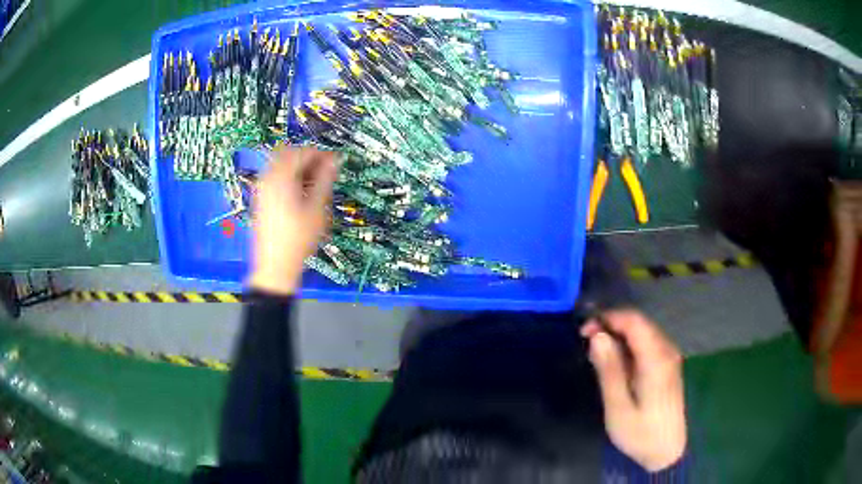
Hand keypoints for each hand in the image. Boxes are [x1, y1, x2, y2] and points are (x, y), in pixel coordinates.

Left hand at [249, 146, 337, 294]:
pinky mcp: (260, 198)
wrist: (275, 265)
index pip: (302, 153)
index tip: (335, 160)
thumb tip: (335, 160)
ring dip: (298, 167)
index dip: (321, 154)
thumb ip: (325, 180)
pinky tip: (300, 192)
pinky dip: (288, 177)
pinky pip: (274, 177)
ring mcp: (261, 188)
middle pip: (288, 154)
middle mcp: (267, 178)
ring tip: (315, 182)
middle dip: (307, 158)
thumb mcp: (317, 208)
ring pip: (280, 165)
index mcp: (281, 177)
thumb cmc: (299, 238)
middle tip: (325, 169)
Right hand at [581, 310, 686, 471]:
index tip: (584, 331)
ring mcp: (670, 357)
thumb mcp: (618, 408)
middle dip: (611, 325)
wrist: (669, 451)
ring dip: (619, 334)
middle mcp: (667, 350)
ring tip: (597, 353)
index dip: (607, 318)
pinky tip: (616, 362)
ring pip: (643, 331)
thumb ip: (609, 370)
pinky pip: (648, 343)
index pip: (633, 321)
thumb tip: (598, 336)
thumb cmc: (641, 433)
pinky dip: (629, 345)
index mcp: (656, 359)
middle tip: (587, 342)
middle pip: (639, 323)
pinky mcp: (669, 366)